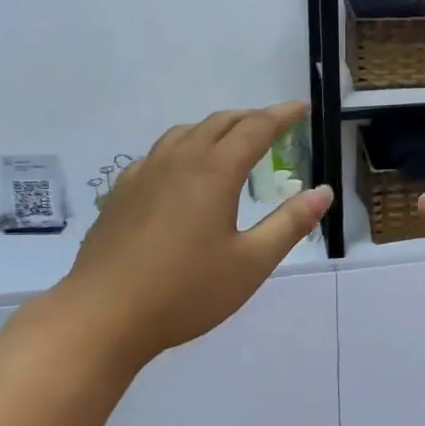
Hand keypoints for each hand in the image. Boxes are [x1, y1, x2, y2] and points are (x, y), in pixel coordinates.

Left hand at [55, 102, 330, 369]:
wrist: (101, 317)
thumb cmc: (184, 292)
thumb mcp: (250, 263)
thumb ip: (289, 224)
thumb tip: (323, 192)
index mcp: (215, 171)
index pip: (256, 128)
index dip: (282, 115)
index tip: (302, 108)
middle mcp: (180, 160)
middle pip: (220, 122)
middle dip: (251, 118)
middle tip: (273, 125)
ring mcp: (145, 174)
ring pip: (185, 132)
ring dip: (215, 128)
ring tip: (230, 142)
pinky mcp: (121, 192)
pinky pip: (159, 153)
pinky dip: (183, 147)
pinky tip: (181, 172)